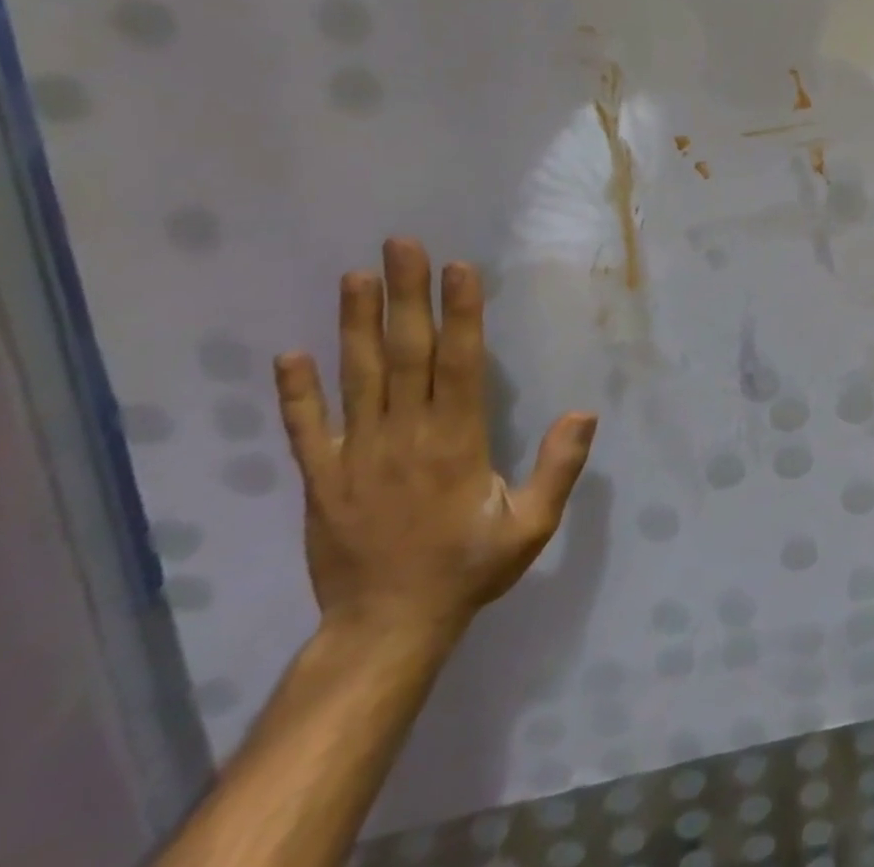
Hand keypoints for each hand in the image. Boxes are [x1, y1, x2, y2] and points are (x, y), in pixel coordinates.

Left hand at [272, 238, 596, 644]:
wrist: (386, 629)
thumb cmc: (469, 568)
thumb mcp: (532, 525)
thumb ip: (559, 467)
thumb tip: (585, 411)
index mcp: (455, 441)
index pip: (459, 363)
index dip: (460, 313)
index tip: (457, 268)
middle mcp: (403, 437)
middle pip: (406, 354)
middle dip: (406, 296)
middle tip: (401, 245)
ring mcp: (356, 457)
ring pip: (355, 378)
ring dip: (354, 325)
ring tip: (354, 277)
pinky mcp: (321, 480)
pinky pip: (305, 430)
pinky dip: (295, 393)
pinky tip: (288, 355)